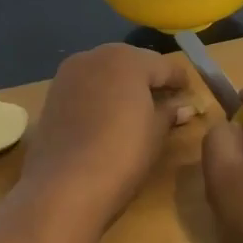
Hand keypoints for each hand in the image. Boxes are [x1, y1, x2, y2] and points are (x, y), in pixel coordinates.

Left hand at [21, 43, 189, 227]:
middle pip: (131, 63)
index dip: (180, 81)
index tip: (190, 95)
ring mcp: (68, 75)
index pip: (164, 65)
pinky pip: (84, 88)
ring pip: (104, 73)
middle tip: (165, 101)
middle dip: (148, 79)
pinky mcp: (51, 96)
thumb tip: (183, 107)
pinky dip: (99, 97)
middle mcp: (95, 57)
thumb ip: (169, 113)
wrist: (64, 185)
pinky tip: (106, 118)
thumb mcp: (155, 134)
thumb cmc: (122, 154)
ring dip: (121, 87)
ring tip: (136, 111)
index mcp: (127, 60)